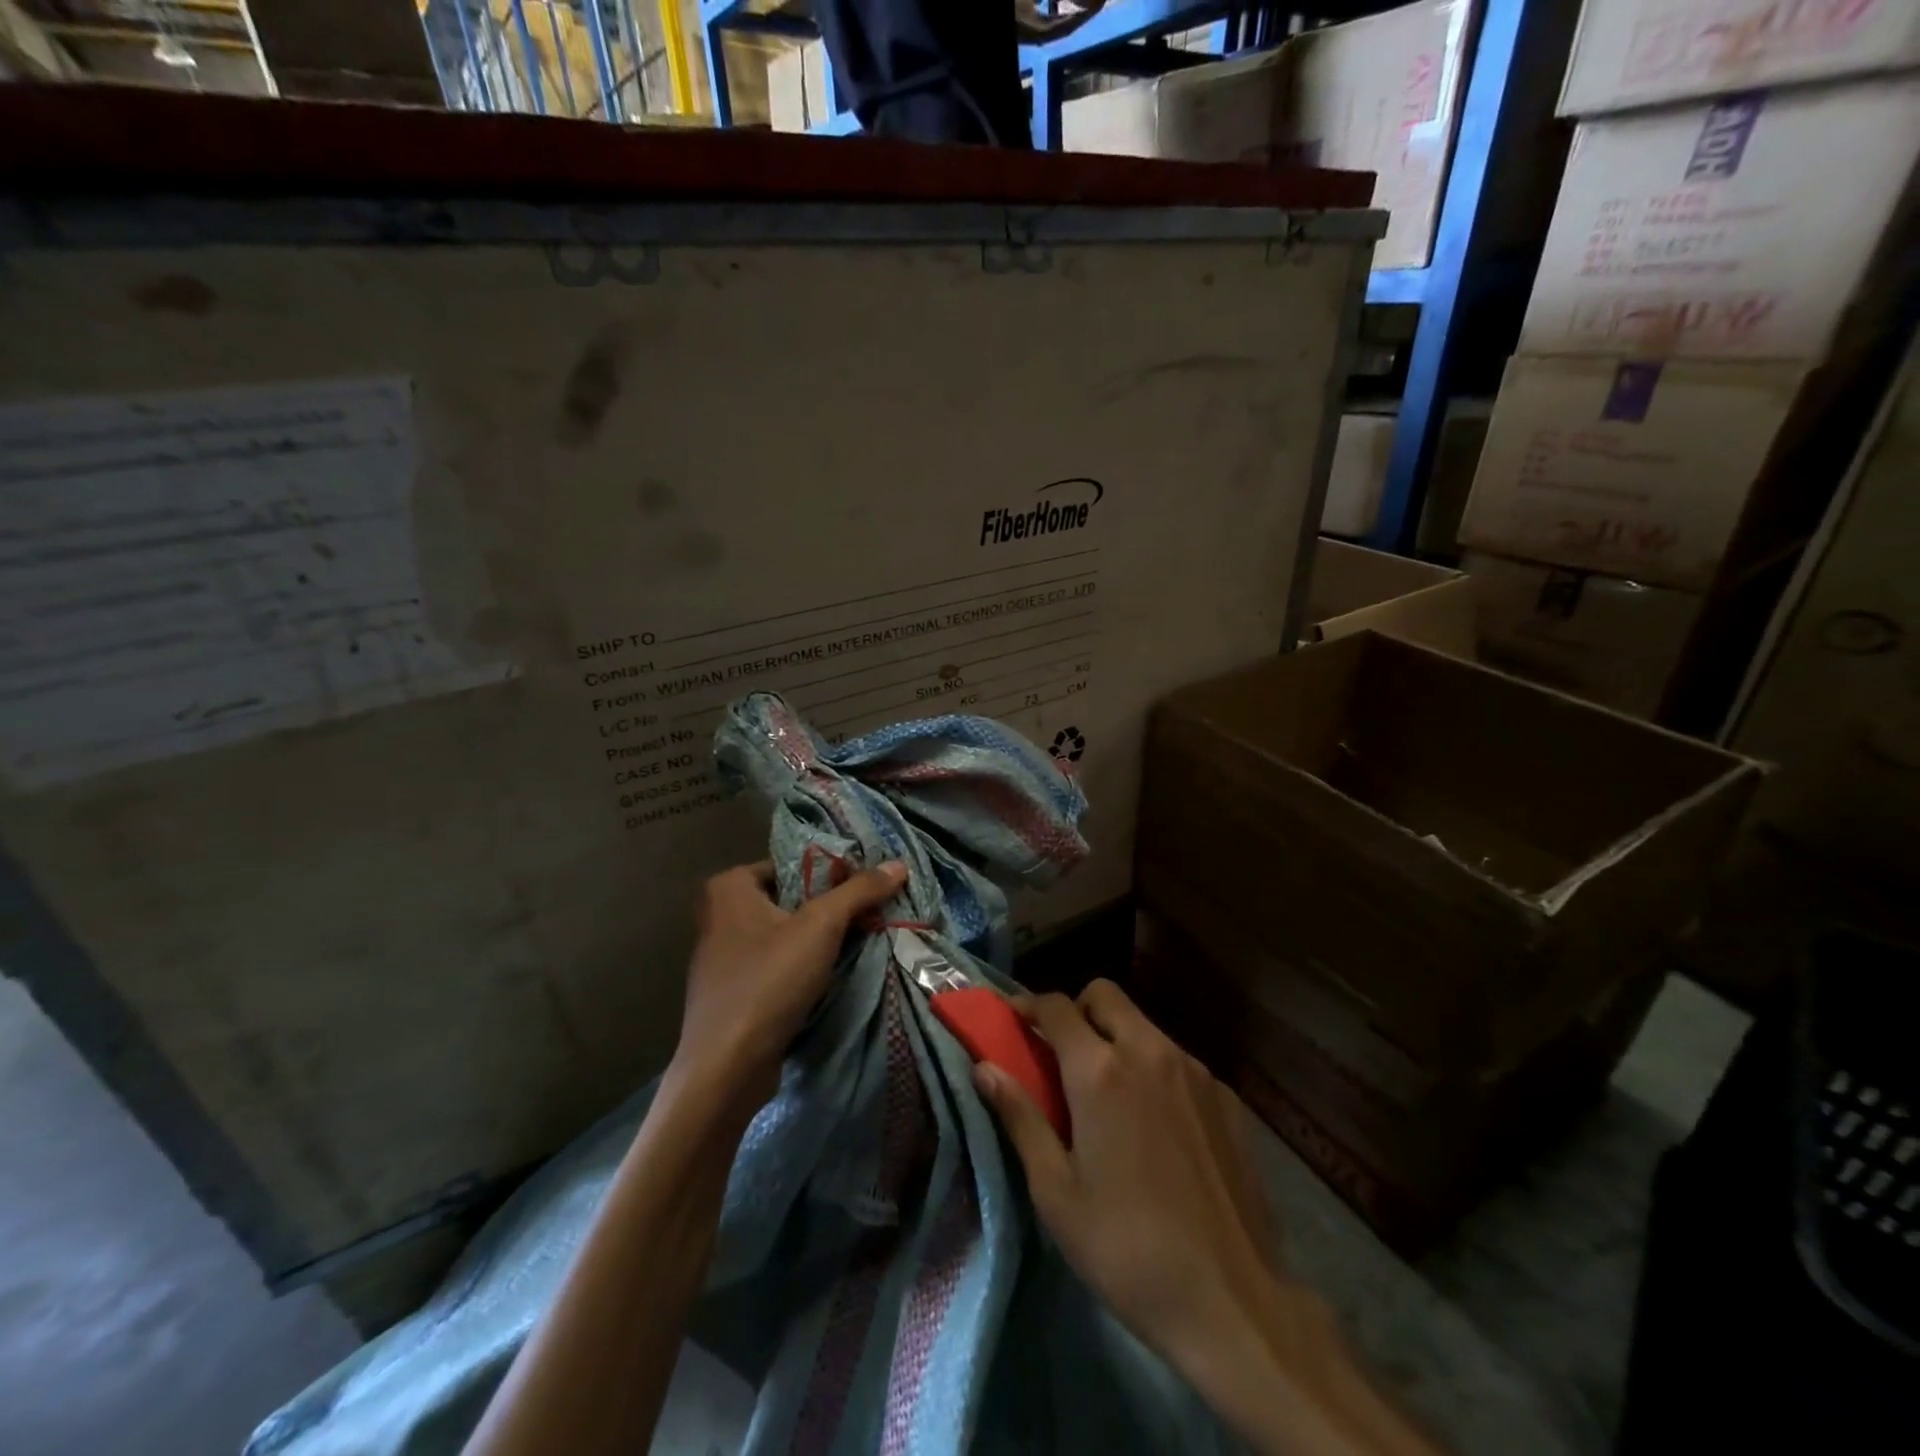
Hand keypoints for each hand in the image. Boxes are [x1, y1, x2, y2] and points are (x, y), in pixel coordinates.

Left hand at [675, 859, 906, 1102]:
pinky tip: (830, 973)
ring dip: (819, 938)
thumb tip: (899, 864)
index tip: (867, 886)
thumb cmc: (769, 981)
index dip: (832, 872)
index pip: (792, 863)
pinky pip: (775, 962)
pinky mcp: (732, 990)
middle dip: (829, 906)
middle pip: (790, 898)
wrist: (727, 1066)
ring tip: (860, 939)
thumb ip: (859, 891)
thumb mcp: (822, 926)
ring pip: (784, 932)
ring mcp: (722, 955)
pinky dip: (801, 964)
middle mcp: (719, 914)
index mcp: (729, 887)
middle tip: (870, 913)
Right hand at [977, 981, 1437, 1453]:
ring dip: (1116, 1037)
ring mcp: (1194, 1071)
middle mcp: (1149, 1052)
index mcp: (1100, 1070)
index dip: (1029, 1005)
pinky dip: (1154, 1069)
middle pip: (1105, 996)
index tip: (1013, 1019)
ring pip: (1144, 1025)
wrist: (1232, 1302)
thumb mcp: (1055, 1191)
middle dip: (1077, 1010)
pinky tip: (1157, 1124)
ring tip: (1108, 1092)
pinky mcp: (1227, 1097)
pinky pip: (1178, 1060)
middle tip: (1061, 1054)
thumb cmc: (1126, 1248)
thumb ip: (1020, 1117)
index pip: (1057, 1007)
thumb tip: (984, 1067)